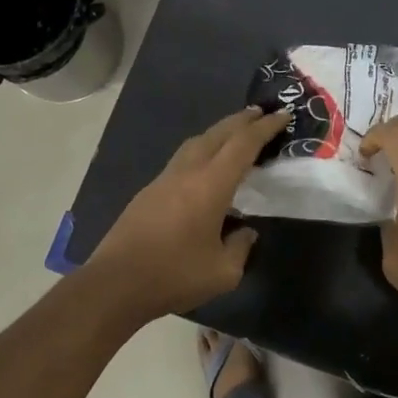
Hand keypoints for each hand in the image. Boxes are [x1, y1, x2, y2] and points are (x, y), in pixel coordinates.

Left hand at [84, 106, 290, 319]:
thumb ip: (240, 247)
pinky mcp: (149, 192)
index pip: (243, 145)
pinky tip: (207, 166)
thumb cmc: (174, 276)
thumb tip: (245, 232)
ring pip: (196, 142)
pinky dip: (202, 150)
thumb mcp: (223, 272)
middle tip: (261, 113)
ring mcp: (164, 179)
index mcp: (210, 185)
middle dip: (242, 120)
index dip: (265, 128)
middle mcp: (187, 172)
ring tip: (236, 133)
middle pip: (218, 133)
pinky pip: (183, 158)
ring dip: (219, 132)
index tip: (283, 115)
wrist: (115, 284)